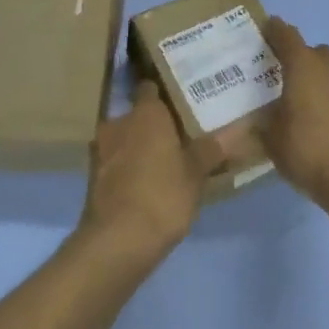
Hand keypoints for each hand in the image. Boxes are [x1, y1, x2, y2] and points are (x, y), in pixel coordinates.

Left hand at [79, 82, 224, 263]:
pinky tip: (145, 183)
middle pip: (137, 115)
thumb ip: (211, 149)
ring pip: (124, 139)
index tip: (181, 99)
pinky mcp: (92, 177)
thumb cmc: (162, 195)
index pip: (151, 87)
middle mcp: (118, 123)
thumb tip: (236, 129)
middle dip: (153, 124)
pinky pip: (115, 162)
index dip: (164, 92)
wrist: (117, 240)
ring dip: (138, 147)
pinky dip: (127, 168)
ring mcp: (100, 150)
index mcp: (145, 113)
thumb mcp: (196, 174)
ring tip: (164, 160)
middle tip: (178, 134)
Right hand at [260, 18, 328, 216]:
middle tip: (281, 76)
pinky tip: (324, 122)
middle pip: (313, 51)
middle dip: (299, 59)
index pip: (286, 35)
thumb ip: (261, 123)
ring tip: (303, 101)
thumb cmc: (310, 150)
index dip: (274, 30)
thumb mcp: (272, 139)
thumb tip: (255, 119)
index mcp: (304, 64)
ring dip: (319, 79)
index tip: (264, 30)